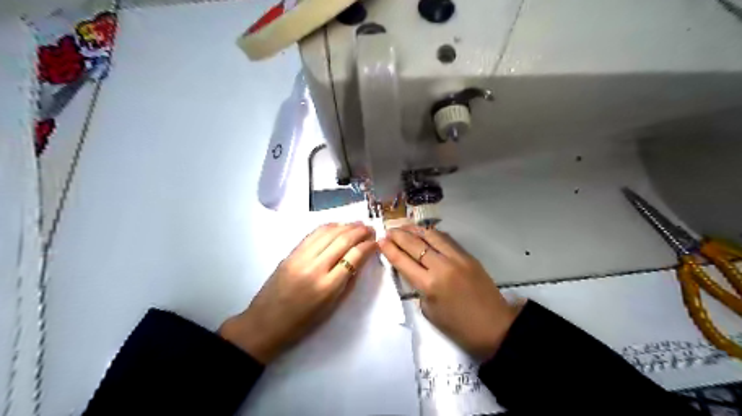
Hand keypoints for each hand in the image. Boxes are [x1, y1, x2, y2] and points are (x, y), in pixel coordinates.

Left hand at [217, 223, 374, 362]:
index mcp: (328, 286)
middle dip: (359, 231)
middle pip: (342, 240)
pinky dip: (328, 227)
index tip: (376, 242)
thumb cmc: (302, 322)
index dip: (368, 246)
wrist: (265, 323)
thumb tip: (360, 259)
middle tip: (371, 228)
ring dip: (346, 225)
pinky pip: (313, 234)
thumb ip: (347, 282)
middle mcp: (315, 267)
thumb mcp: (332, 307)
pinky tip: (338, 226)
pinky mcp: (290, 253)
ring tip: (358, 224)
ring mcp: (300, 257)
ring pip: (328, 232)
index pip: (354, 257)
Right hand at [380, 227, 516, 359]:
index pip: (403, 261)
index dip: (390, 249)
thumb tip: (414, 270)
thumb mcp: (429, 312)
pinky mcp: (468, 256)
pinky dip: (433, 234)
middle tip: (389, 230)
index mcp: (430, 285)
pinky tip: (425, 232)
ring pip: (432, 236)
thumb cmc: (458, 327)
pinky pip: (447, 239)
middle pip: (415, 244)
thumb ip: (419, 288)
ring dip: (415, 230)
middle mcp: (442, 266)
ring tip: (404, 226)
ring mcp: (457, 258)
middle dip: (399, 235)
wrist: (495, 326)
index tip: (380, 240)